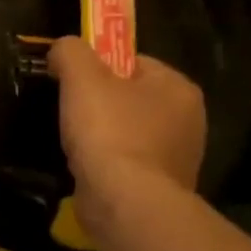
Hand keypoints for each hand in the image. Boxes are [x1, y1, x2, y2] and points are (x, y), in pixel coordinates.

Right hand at [46, 37, 206, 227]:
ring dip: (102, 137)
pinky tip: (87, 169)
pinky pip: (128, 164)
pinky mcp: (161, 187)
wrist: (126, 202)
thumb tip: (62, 48)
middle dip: (99, 104)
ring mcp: (178, 156)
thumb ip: (70, 52)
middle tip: (68, 113)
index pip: (133, 62)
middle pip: (130, 98)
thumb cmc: (109, 132)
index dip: (97, 67)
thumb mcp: (82, 78)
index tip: (70, 82)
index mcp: (178, 87)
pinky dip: (107, 164)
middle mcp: (188, 119)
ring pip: (129, 133)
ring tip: (74, 145)